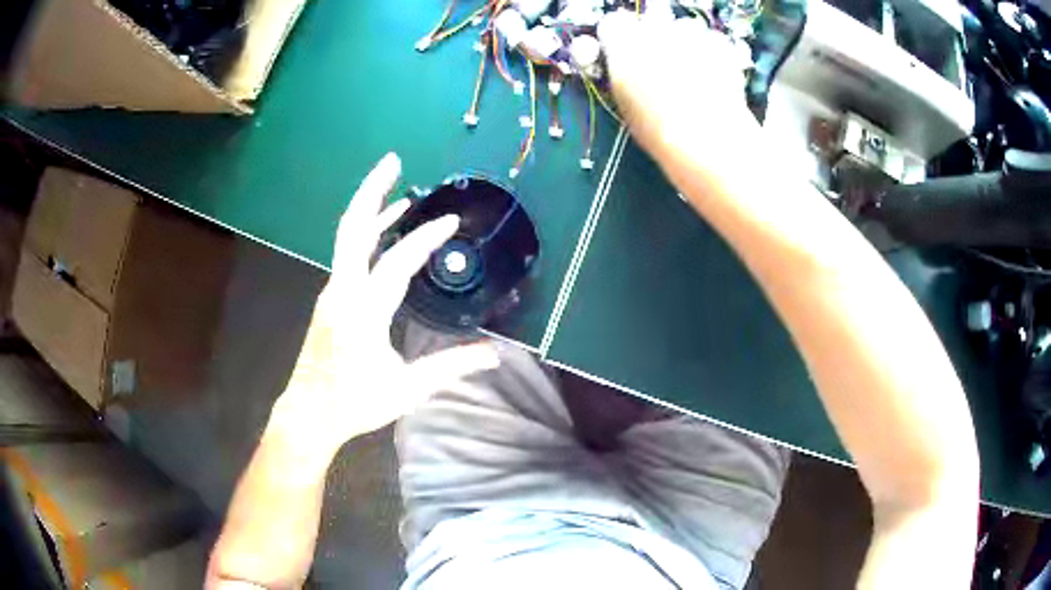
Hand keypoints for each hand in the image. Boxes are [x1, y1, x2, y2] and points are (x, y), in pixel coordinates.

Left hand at [270, 153, 499, 462]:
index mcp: (362, 312)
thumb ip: (450, 368)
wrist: (309, 412)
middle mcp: (342, 291)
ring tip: (398, 187)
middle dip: (371, 190)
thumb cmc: (355, 402)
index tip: (450, 222)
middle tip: (392, 161)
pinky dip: (368, 232)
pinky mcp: (331, 297)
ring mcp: (332, 291)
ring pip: (349, 237)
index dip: (424, 239)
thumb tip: (494, 354)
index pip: (395, 263)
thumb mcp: (406, 389)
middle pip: (353, 228)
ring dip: (372, 208)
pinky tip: (385, 230)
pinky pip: (349, 253)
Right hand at [598, 11, 756, 156]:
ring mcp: (690, 33)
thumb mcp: (624, 102)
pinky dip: (712, 51)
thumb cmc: (657, 128)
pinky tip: (714, 73)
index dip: (619, 38)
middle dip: (654, 37)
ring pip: (683, 27)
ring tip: (692, 70)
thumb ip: (621, 73)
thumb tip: (623, 65)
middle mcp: (654, 28)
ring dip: (684, 42)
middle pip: (650, 20)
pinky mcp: (718, 43)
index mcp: (623, 43)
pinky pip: (711, 39)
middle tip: (662, 64)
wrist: (707, 137)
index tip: (624, 53)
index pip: (613, 23)